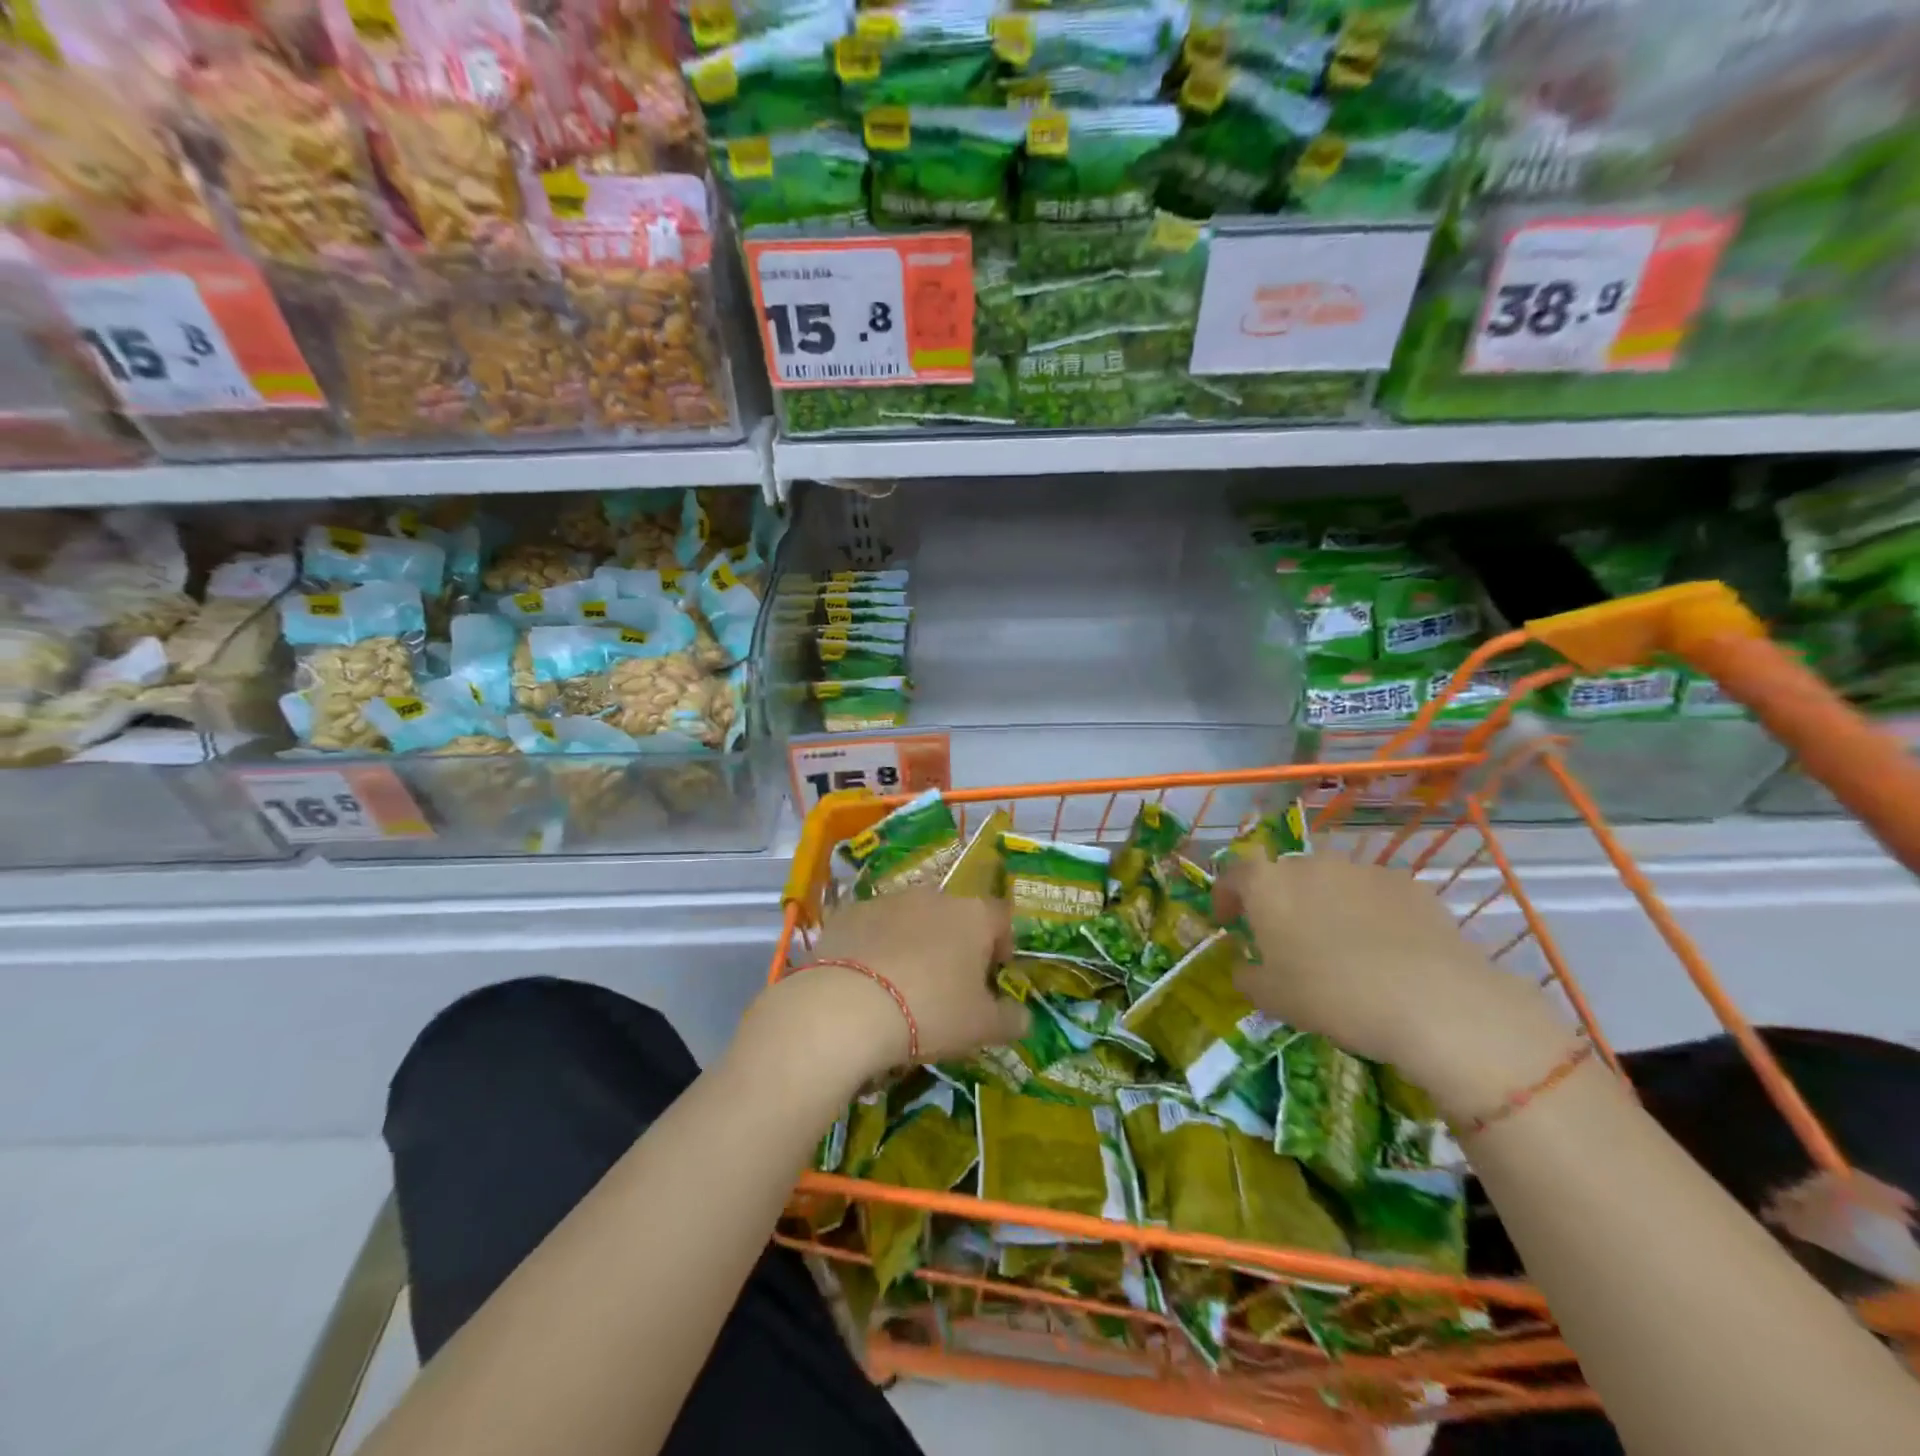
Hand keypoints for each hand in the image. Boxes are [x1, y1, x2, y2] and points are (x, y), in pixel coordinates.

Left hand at [743, 888, 1029, 1090]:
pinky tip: (867, 981)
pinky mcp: (850, 912)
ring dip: (915, 943)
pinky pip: (873, 927)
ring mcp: (888, 900)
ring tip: (903, 985)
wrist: (848, 1005)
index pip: (1002, 919)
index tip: (993, 977)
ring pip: (912, 919)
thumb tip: (1023, 1018)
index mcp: (973, 915)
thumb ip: (1010, 1020)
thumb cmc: (930, 1011)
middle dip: (956, 944)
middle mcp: (933, 896)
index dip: (1003, 946)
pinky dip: (876, 946)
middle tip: (948, 986)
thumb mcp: (981, 1027)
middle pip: (956, 916)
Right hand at [1215, 855, 1571, 1113]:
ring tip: (1341, 946)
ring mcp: (1361, 870)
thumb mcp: (1272, 998)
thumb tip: (1244, 967)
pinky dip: (1370, 913)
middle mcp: (1310, 864)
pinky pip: (1374, 894)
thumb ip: (1247, 976)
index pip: (1233, 874)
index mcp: (1267, 885)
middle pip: (1284, 875)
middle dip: (1280, 901)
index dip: (1225, 896)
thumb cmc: (1331, 995)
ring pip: (1331, 882)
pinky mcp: (1407, 884)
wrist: (1432, 1001)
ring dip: (1325, 905)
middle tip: (1286, 939)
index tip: (1227, 922)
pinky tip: (1385, 950)